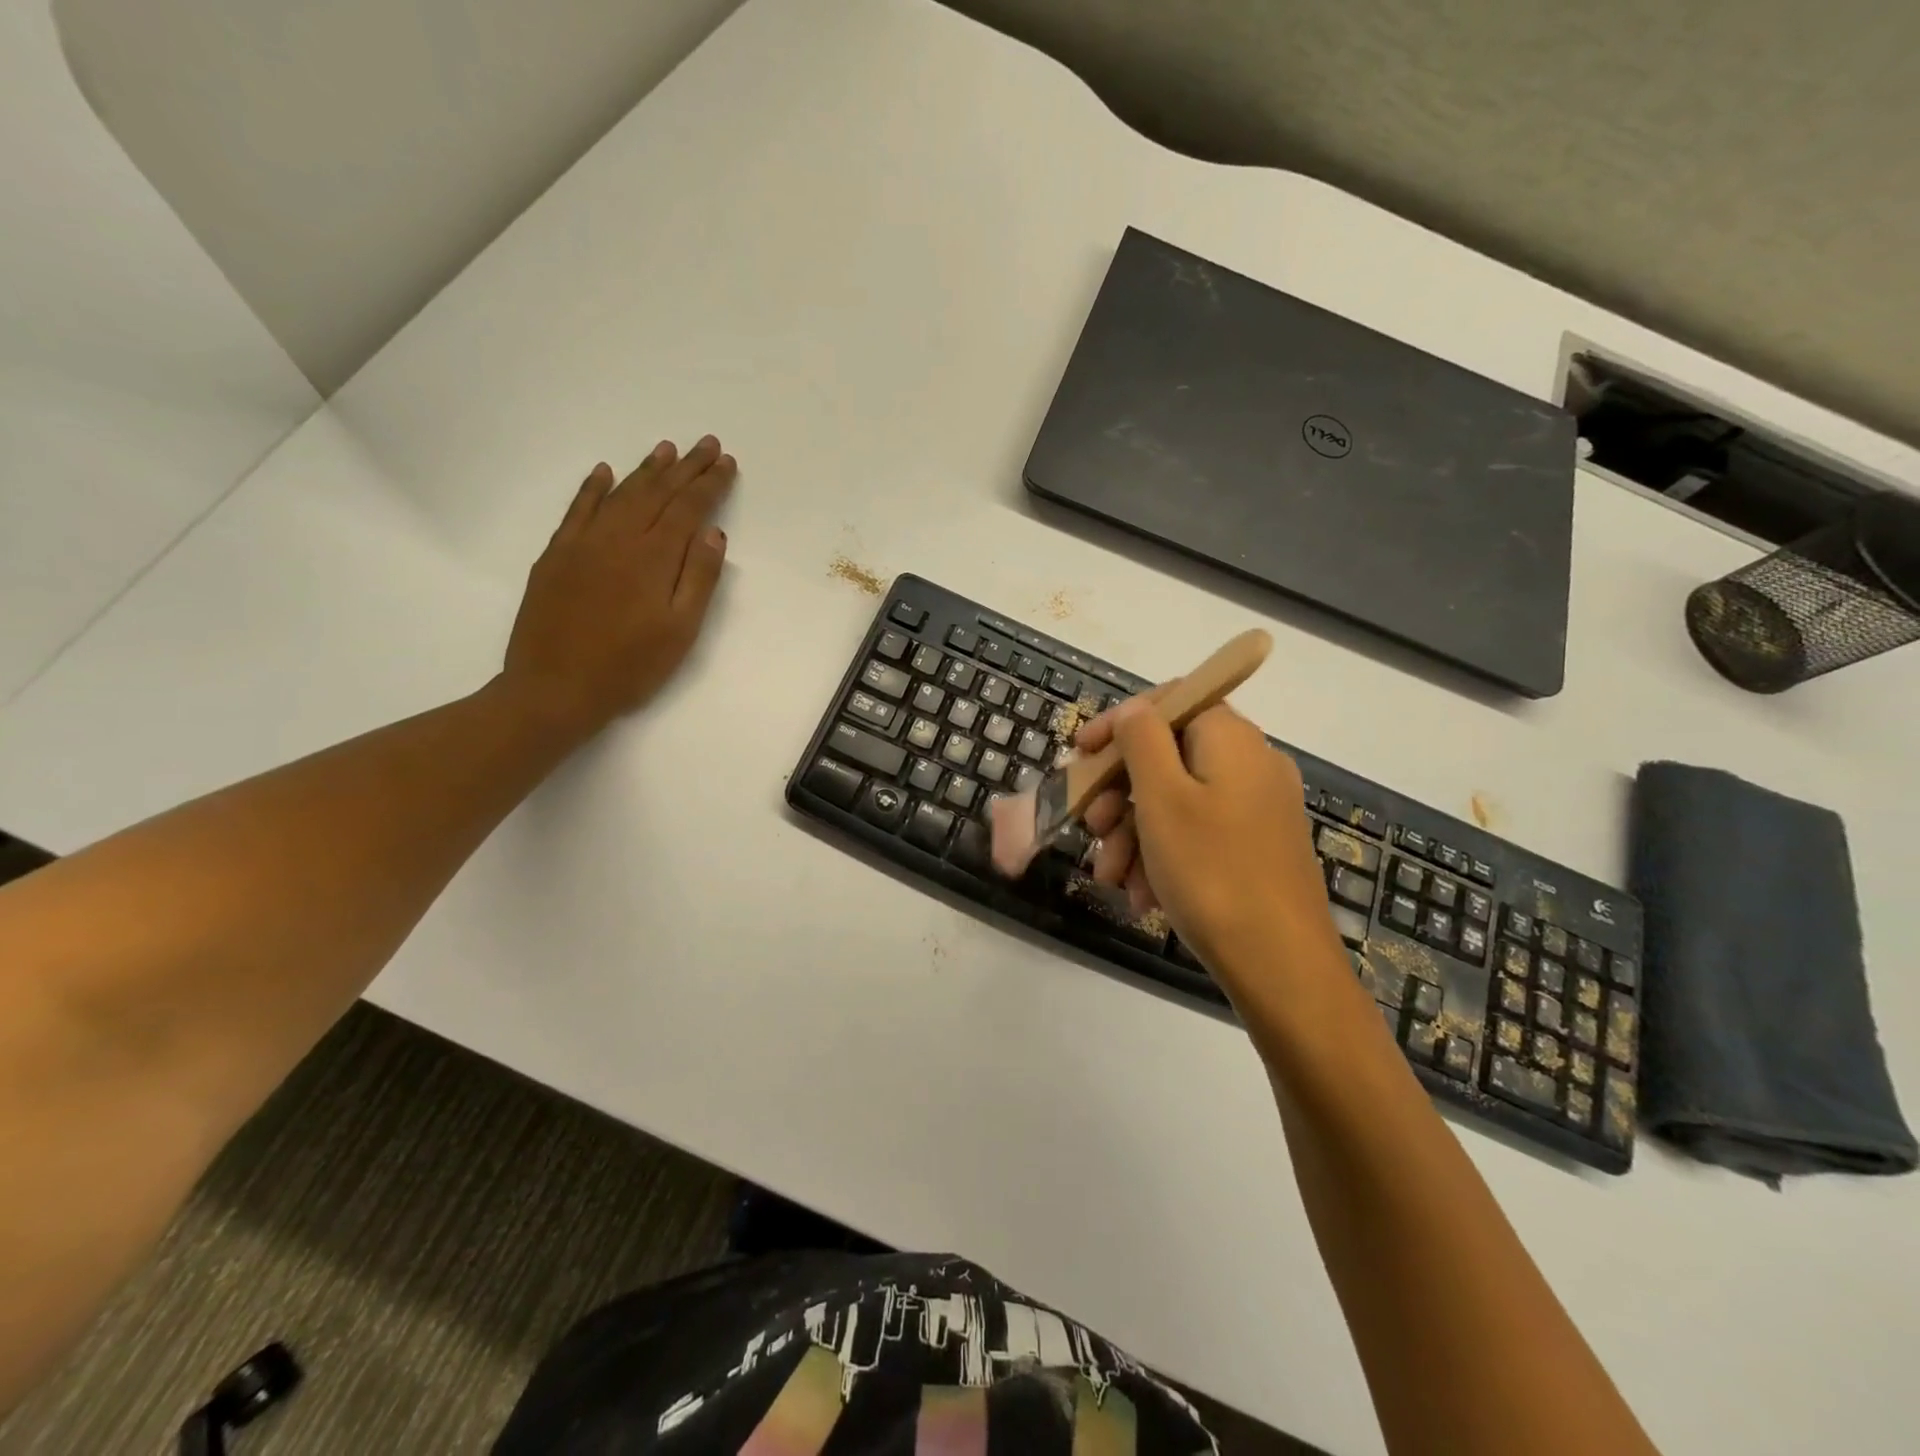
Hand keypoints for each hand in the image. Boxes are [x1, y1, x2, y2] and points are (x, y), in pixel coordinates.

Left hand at [502, 436, 734, 736]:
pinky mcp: (556, 555)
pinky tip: (603, 471)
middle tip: (705, 443)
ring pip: (620, 494)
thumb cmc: (629, 668)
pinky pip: (577, 509)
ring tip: (666, 449)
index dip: (709, 484)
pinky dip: (592, 487)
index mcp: (654, 558)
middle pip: (657, 493)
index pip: (688, 509)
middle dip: (685, 467)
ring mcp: (583, 543)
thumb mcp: (680, 631)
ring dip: (646, 469)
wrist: (554, 689)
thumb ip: (698, 578)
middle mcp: (619, 538)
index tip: (726, 462)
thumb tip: (712, 532)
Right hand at [1079, 700, 1342, 993]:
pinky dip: (1163, 856)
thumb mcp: (1162, 798)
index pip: (1169, 702)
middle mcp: (1250, 765)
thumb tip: (1133, 710)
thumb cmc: (1211, 871)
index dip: (1118, 723)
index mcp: (1231, 740)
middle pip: (1167, 757)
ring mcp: (1256, 809)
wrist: (1281, 965)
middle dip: (1118, 793)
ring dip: (1133, 833)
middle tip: (1090, 826)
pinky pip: (1197, 835)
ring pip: (1176, 802)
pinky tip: (1142, 896)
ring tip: (1110, 877)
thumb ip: (1141, 739)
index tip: (1081, 754)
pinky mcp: (1256, 848)